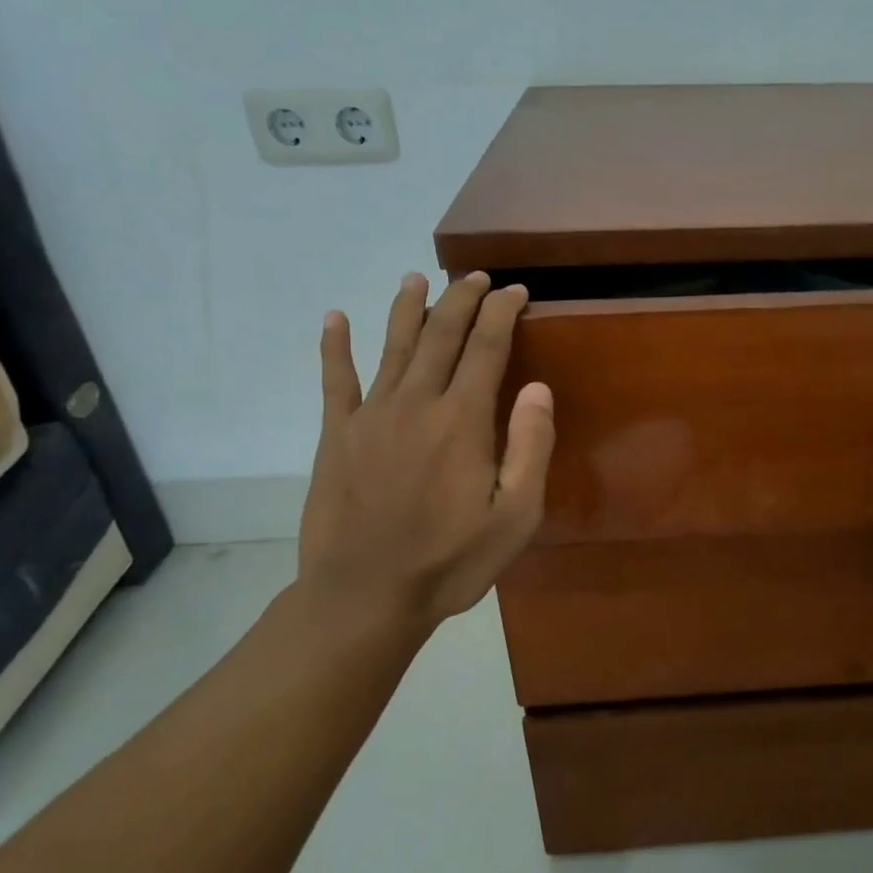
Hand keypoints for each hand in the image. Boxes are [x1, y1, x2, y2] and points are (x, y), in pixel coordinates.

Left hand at [296, 271, 554, 651]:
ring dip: (407, 308)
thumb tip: (537, 388)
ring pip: (392, 345)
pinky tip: (335, 318)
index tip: (516, 292)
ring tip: (417, 279)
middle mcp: (417, 402)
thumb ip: (530, 448)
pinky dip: (335, 345)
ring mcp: (371, 415)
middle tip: (477, 277)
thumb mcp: (516, 517)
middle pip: (441, 334)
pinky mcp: (337, 434)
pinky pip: (336, 379)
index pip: (487, 347)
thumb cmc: (451, 561)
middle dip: (462, 299)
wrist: (365, 595)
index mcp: (463, 420)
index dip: (503, 312)